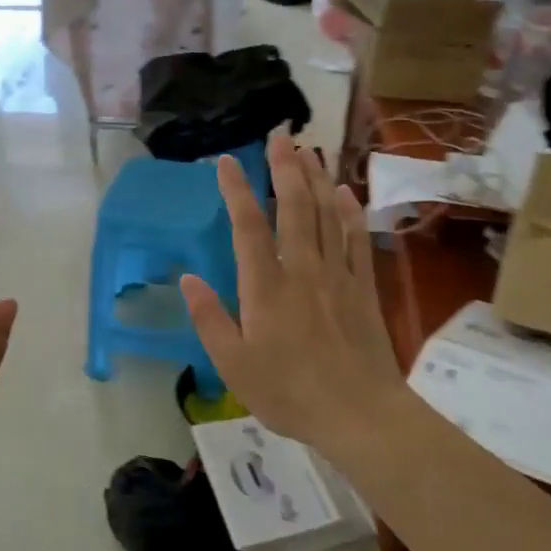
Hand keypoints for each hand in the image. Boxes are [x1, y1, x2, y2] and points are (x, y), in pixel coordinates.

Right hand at [180, 132, 412, 461]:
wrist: (360, 415)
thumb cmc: (289, 393)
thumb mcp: (234, 366)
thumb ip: (210, 319)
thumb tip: (187, 279)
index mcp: (266, 288)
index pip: (248, 227)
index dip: (237, 191)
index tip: (228, 161)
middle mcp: (302, 270)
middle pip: (294, 208)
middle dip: (284, 169)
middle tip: (279, 136)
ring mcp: (337, 276)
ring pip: (326, 215)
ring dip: (316, 179)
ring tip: (309, 150)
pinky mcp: (363, 288)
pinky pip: (356, 239)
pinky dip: (350, 212)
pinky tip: (345, 192)